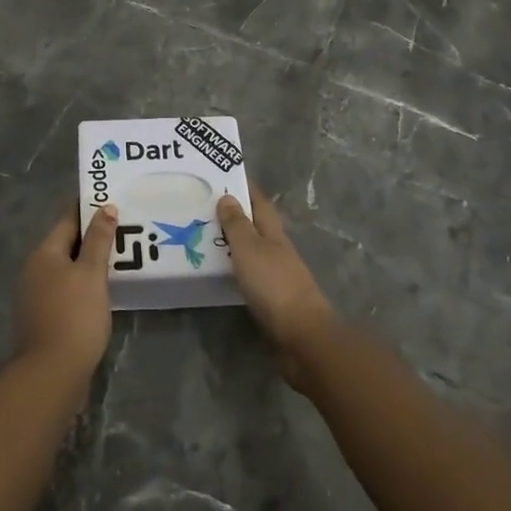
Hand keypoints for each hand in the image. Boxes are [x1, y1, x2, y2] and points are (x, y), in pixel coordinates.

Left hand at [13, 204, 116, 378]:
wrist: (51, 374)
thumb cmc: (74, 315)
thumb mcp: (92, 274)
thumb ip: (99, 240)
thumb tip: (105, 207)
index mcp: (44, 253)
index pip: (67, 220)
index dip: (87, 208)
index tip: (108, 198)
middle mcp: (34, 270)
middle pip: (65, 244)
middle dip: (90, 237)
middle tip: (120, 228)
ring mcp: (35, 296)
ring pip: (65, 270)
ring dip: (87, 264)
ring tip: (116, 259)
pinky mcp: (42, 319)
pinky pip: (65, 291)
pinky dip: (82, 286)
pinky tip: (101, 292)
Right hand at [218, 189, 335, 387]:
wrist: (302, 335)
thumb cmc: (274, 285)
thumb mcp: (249, 249)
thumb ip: (237, 224)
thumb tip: (229, 196)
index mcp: (273, 234)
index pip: (260, 203)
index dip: (246, 188)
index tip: (227, 175)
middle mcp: (278, 250)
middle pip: (258, 225)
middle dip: (237, 214)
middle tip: (208, 206)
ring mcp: (278, 276)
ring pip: (254, 250)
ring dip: (235, 242)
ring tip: (208, 237)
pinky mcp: (274, 300)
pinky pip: (251, 274)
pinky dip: (237, 267)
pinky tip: (222, 271)